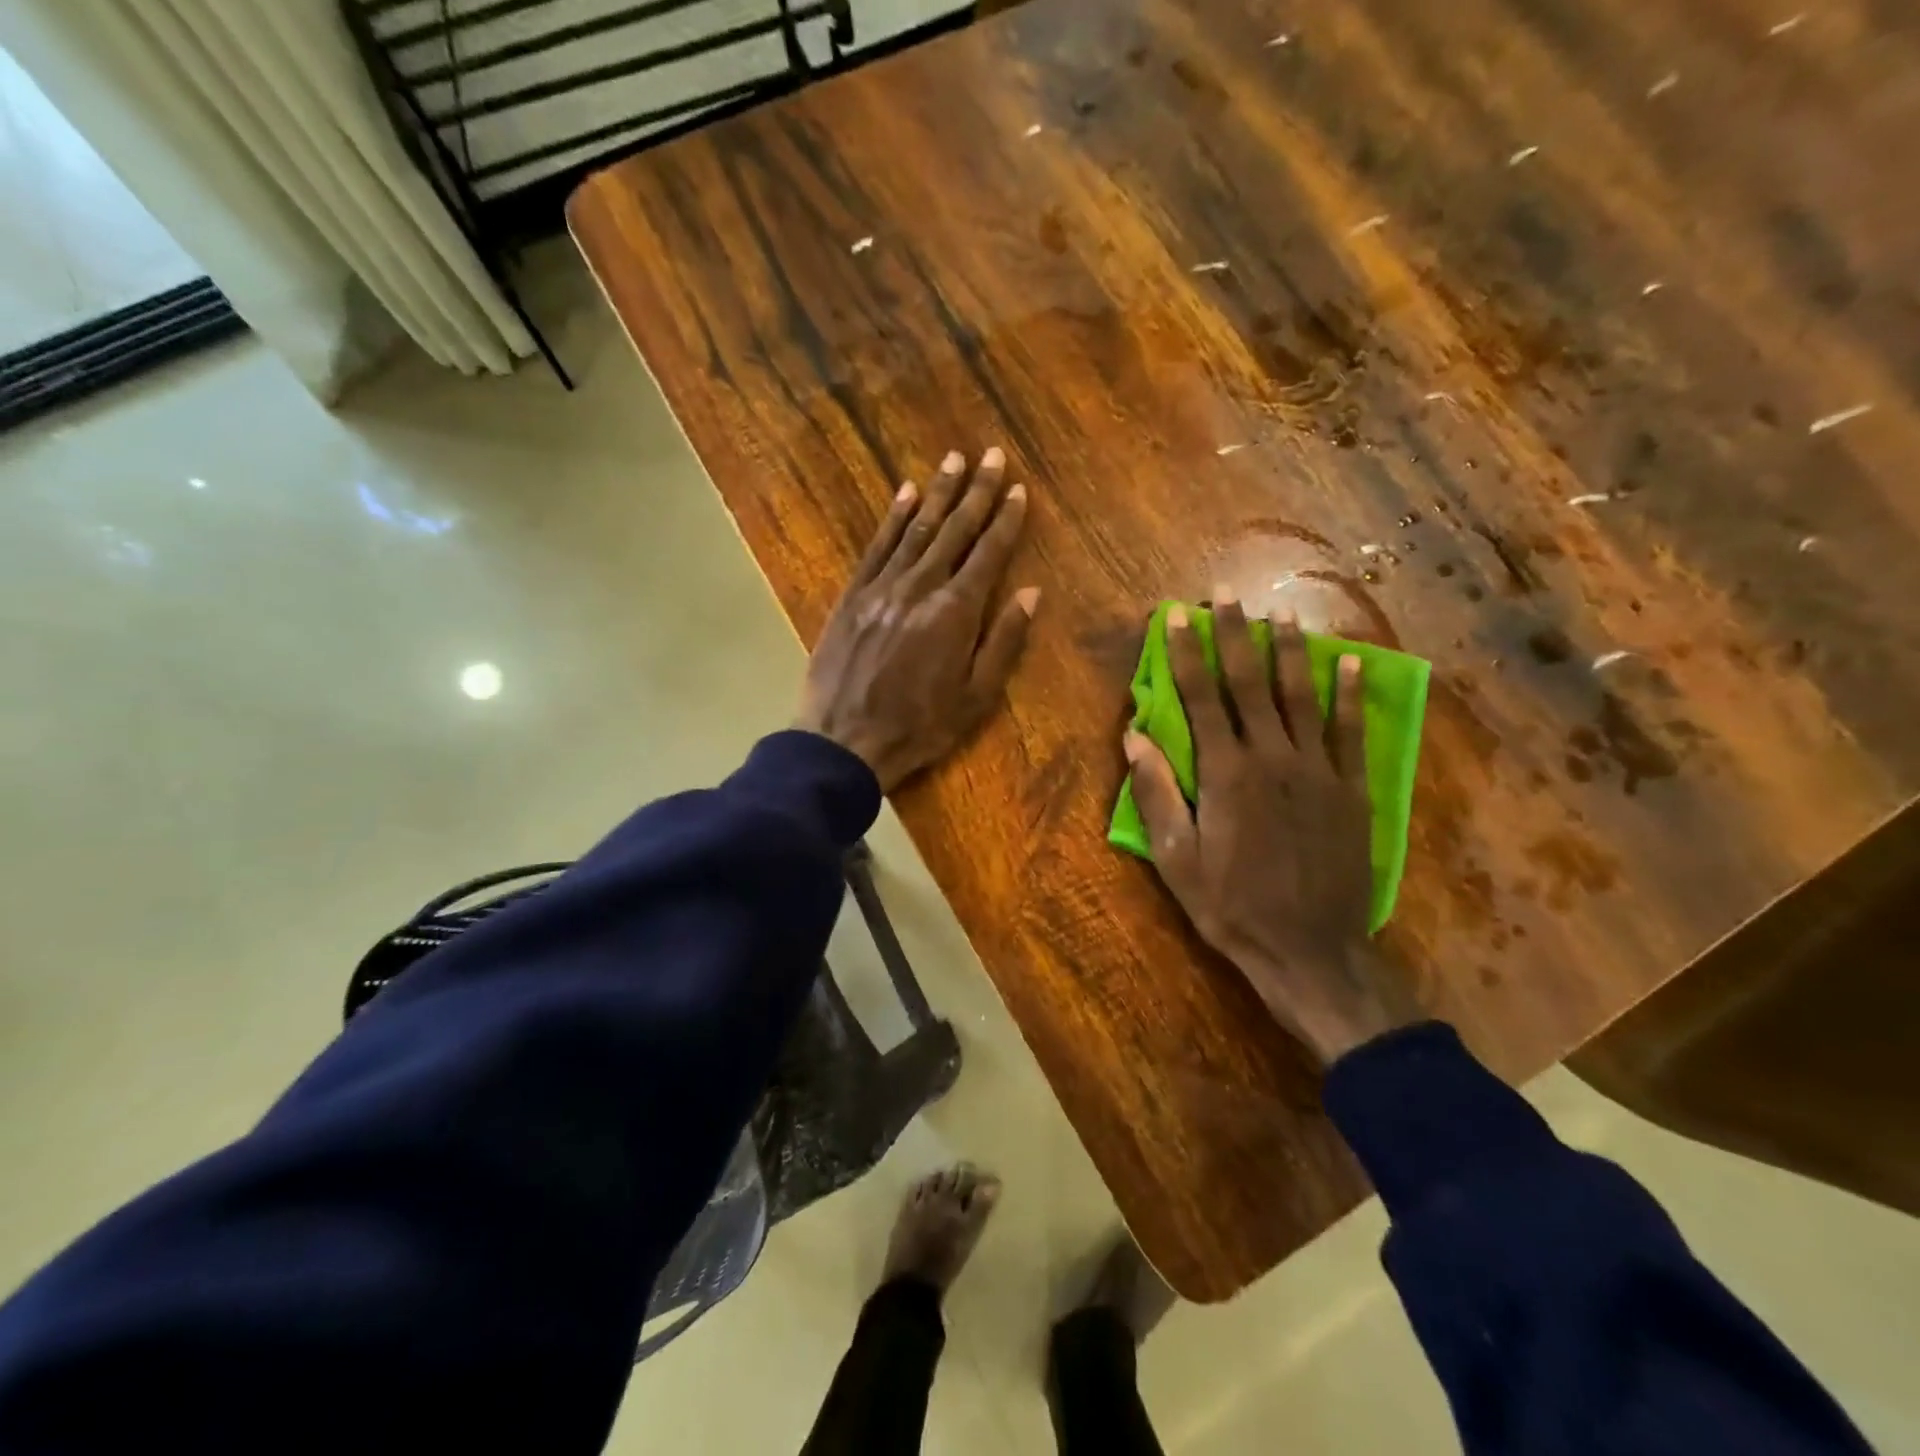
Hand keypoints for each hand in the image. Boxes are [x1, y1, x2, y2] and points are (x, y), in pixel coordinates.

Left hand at [795, 448, 1038, 792]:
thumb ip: (1004, 642)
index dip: (1007, 520)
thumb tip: (1032, 593)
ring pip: (916, 528)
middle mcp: (921, 587)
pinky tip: (905, 493)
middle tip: (993, 455)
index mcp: (956, 612)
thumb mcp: (976, 697)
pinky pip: (877, 546)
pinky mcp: (853, 594)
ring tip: (955, 460)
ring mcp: (882, 587)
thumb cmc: (919, 726)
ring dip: (938, 492)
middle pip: (955, 530)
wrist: (844, 740)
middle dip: (977, 492)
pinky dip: (893, 517)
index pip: (989, 553)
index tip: (1020, 490)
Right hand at [1125, 593, 1421, 1064]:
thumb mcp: (1176, 860)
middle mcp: (1273, 759)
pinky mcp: (1351, 789)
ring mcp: (1317, 770)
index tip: (1177, 616)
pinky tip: (1349, 662)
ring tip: (1279, 613)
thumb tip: (1135, 737)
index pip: (1200, 699)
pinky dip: (1350, 694)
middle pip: (1250, 684)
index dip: (1186, 654)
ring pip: (1301, 696)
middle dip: (1235, 635)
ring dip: (1289, 651)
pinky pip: (1350, 731)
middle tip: (1226, 595)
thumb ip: (1157, 795)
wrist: (1310, 951)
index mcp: (1226, 775)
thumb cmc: (1231, 907)